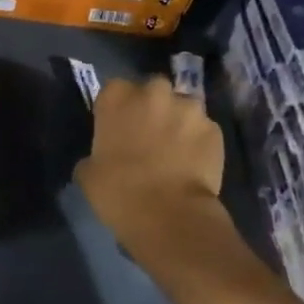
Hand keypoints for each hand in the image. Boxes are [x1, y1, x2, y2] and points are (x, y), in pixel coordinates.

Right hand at [76, 75, 226, 246]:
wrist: (168, 214)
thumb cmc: (118, 190)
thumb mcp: (88, 173)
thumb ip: (95, 154)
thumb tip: (103, 158)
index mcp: (117, 98)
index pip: (113, 89)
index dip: (115, 108)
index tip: (114, 127)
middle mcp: (155, 93)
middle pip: (151, 90)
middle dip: (149, 107)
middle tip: (144, 135)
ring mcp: (189, 109)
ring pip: (181, 108)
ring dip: (176, 122)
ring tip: (172, 150)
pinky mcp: (215, 130)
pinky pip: (201, 130)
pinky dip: (196, 141)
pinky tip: (190, 163)